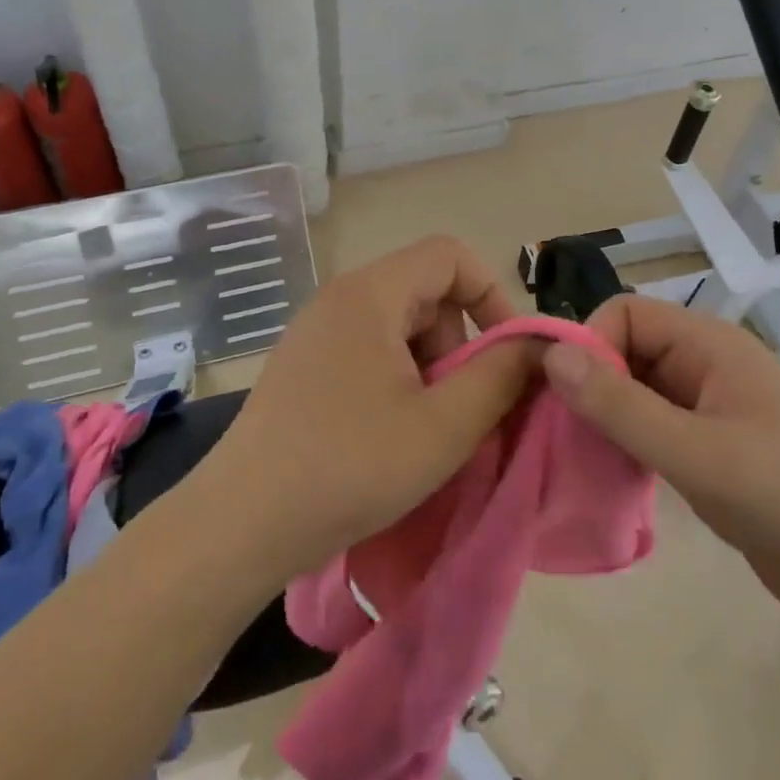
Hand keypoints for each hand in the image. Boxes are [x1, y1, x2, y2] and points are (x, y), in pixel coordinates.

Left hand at [196, 236, 539, 587]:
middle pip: (425, 292)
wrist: (240, 524)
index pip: (449, 255)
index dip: (491, 294)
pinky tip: (389, 436)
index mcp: (370, 293)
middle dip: (458, 344)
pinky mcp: (303, 365)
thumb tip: (539, 344)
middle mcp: (340, 298)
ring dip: (429, 368)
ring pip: (399, 326)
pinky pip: (369, 350)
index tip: (507, 354)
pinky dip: (397, 381)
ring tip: (424, 430)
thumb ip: (500, 376)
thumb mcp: (443, 426)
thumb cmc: (350, 466)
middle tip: (458, 408)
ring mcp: (316, 331)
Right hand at [543, 295, 779, 623]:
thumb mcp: (696, 452)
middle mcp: (704, 363)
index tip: (573, 397)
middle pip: (626, 348)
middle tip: (569, 432)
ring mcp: (707, 405)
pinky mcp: (708, 444)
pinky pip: (650, 424)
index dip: (592, 344)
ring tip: (584, 456)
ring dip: (606, 415)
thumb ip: (622, 406)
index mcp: (708, 344)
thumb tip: (553, 355)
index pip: (626, 313)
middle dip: (593, 383)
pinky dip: (625, 440)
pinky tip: (612, 473)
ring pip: (634, 388)